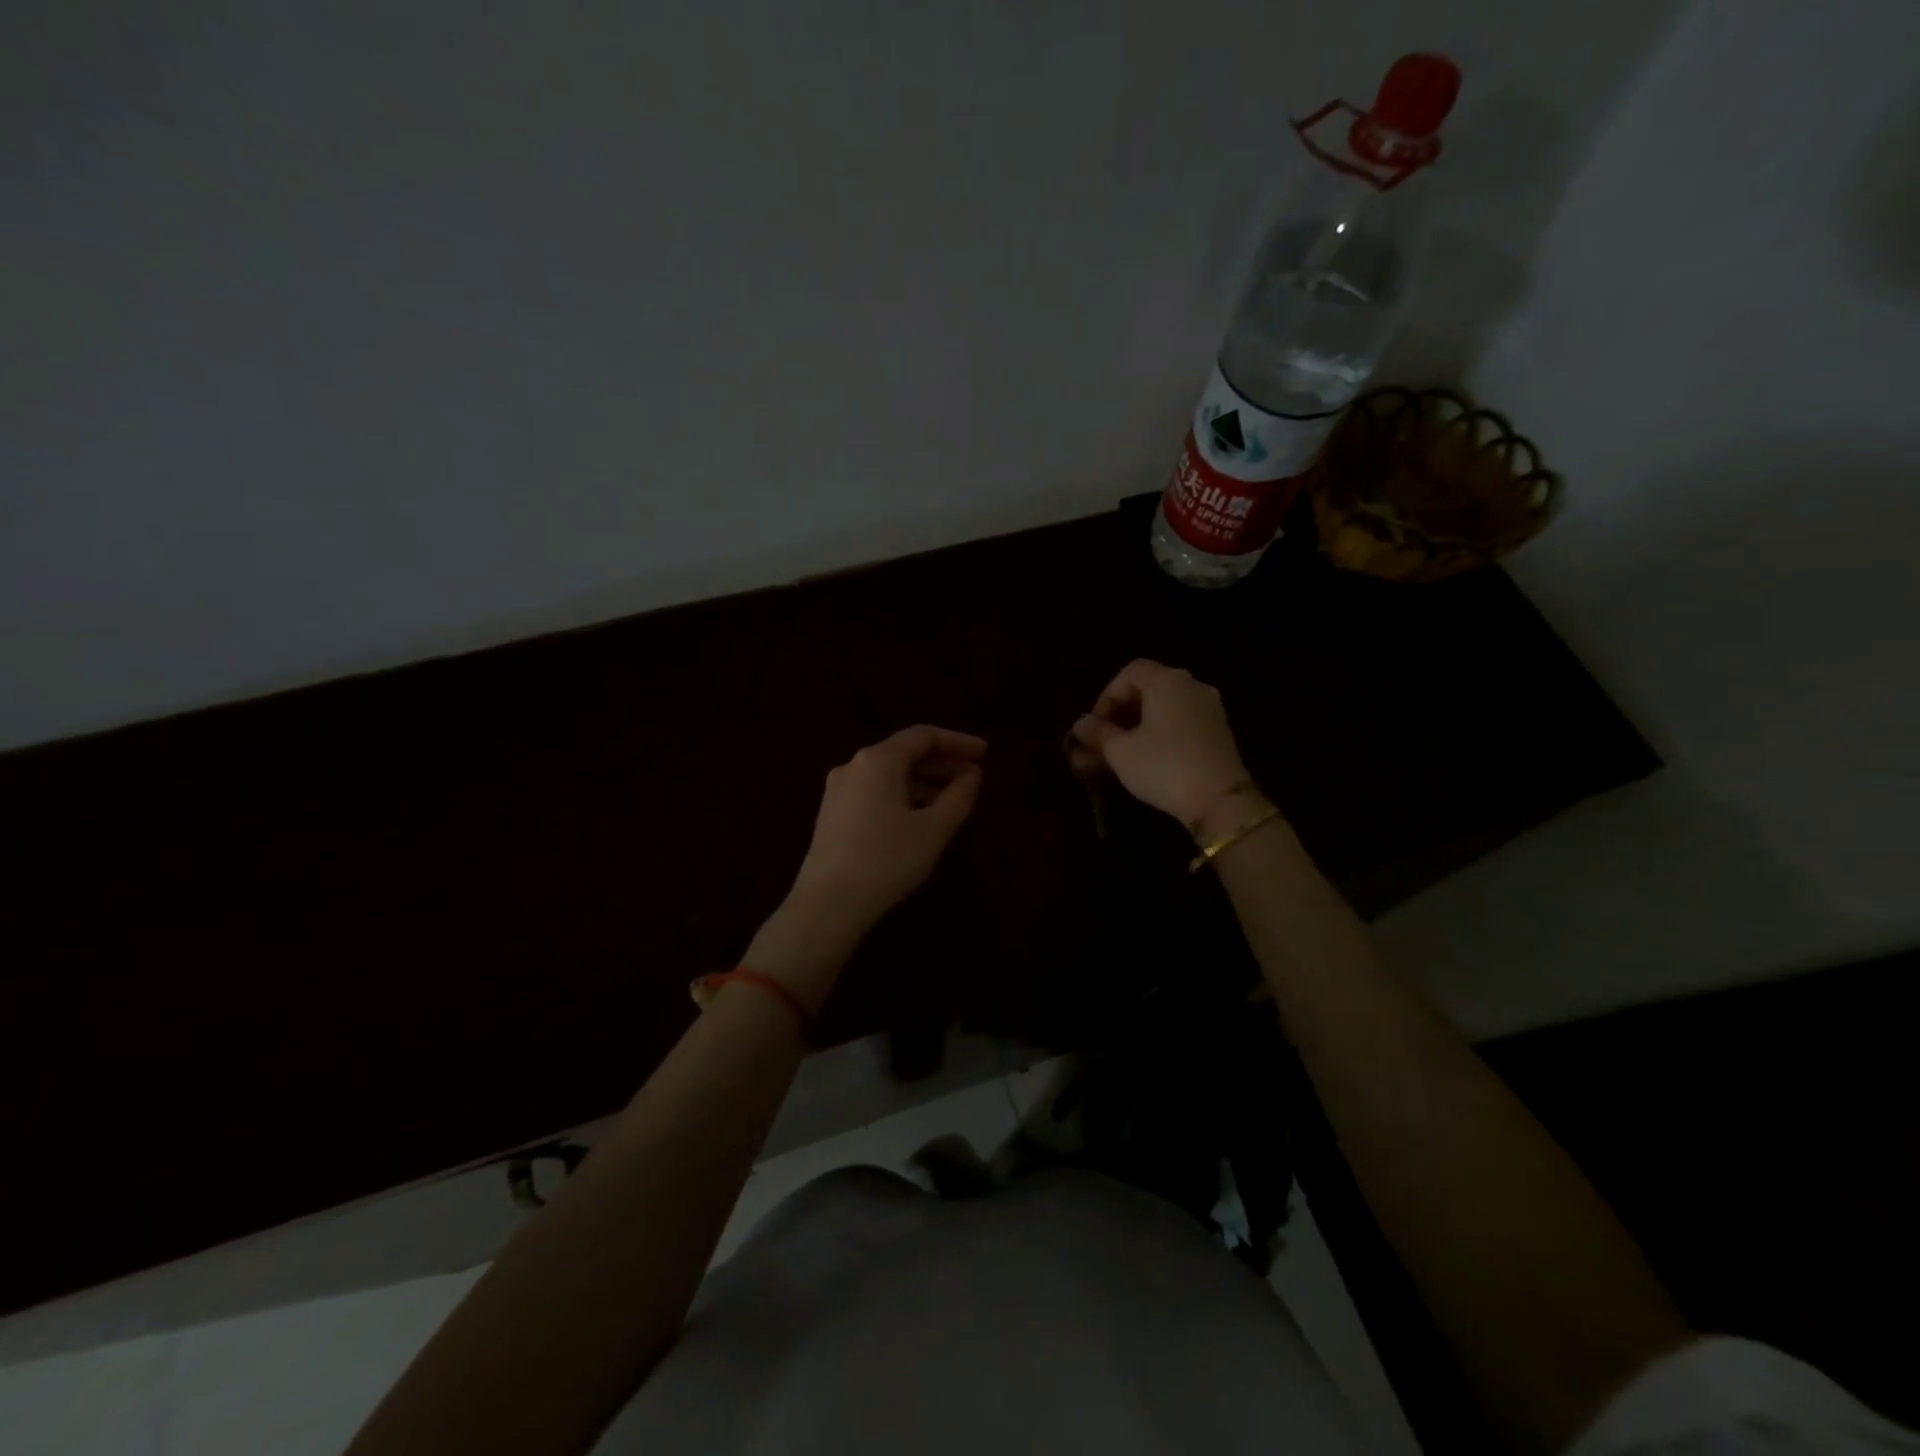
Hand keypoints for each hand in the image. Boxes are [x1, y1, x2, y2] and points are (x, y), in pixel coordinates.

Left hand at [748, 726, 985, 1003]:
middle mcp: (854, 766)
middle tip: (974, 777)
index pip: (924, 736)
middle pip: (905, 753)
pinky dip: (903, 795)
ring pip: (889, 774)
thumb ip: (958, 797)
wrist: (827, 903)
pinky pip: (875, 791)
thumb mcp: (933, 830)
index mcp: (878, 760)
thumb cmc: (886, 860)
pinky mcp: (833, 813)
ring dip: (924, 781)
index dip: (958, 742)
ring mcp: (839, 790)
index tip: (984, 753)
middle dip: (942, 763)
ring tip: (954, 799)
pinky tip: (921, 816)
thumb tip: (971, 776)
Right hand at [1067, 660, 1263, 836]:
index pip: (1130, 672)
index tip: (1096, 725)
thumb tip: (1081, 724)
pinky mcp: (1220, 730)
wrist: (1220, 800)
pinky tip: (1150, 756)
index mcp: (1167, 681)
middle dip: (1123, 711)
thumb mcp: (1120, 751)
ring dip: (1141, 723)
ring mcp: (1211, 708)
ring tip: (1124, 751)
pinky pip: (1183, 720)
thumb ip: (1098, 733)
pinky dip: (1162, 731)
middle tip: (1106, 738)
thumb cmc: (1163, 767)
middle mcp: (1192, 686)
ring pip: (1167, 705)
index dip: (1107, 696)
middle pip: (1150, 687)